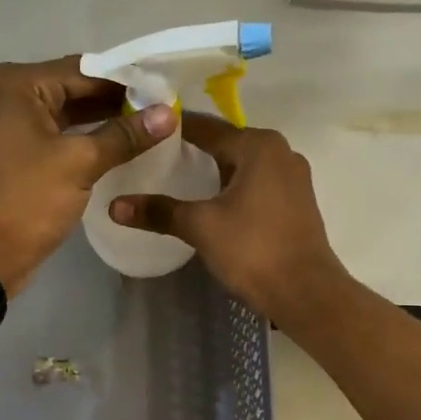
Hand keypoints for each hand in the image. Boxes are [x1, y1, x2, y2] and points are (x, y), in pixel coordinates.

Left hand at [0, 57, 176, 294]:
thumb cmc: (26, 199)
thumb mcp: (79, 163)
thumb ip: (124, 136)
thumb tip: (168, 113)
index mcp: (19, 85)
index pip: (84, 69)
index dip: (126, 79)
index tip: (165, 88)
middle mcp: (12, 98)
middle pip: (75, 90)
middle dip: (117, 101)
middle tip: (164, 109)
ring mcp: (13, 129)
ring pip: (69, 116)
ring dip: (105, 122)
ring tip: (151, 128)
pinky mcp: (20, 157)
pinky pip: (61, 139)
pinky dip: (88, 142)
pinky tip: (122, 149)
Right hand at [109, 114, 349, 322]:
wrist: (305, 292)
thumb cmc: (253, 249)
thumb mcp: (200, 227)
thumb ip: (159, 212)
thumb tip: (114, 206)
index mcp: (258, 146)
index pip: (207, 127)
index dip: (175, 129)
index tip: (145, 132)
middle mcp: (280, 152)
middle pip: (227, 143)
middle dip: (194, 150)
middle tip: (155, 158)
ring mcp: (293, 177)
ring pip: (243, 165)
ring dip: (215, 170)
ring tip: (178, 179)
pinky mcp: (296, 202)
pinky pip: (257, 183)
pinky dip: (233, 186)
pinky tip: (213, 202)